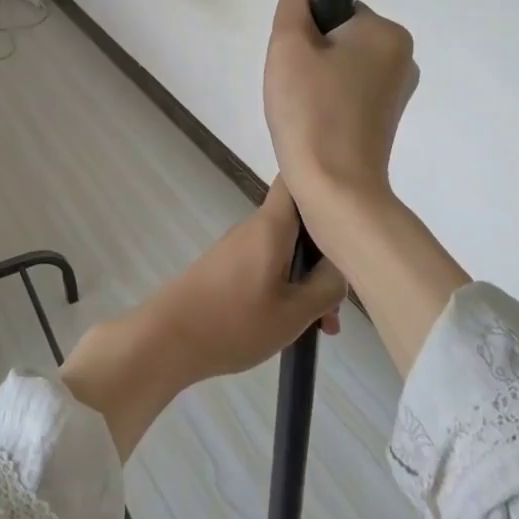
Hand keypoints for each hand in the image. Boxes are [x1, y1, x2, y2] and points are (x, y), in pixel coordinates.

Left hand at [60, 180, 346, 457]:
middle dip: (326, 255)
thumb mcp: (295, 311)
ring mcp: (240, 247)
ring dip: (309, 279)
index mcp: (272, 225)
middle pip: (301, 222)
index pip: (296, 180)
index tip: (350, 207)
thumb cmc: (235, 321)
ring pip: (288, 250)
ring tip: (322, 326)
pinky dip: (288, 288)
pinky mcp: (229, 268)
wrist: (168, 339)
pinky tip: (296, 324)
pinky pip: (270, 266)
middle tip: (340, 299)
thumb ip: (328, 285)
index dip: (324, 184)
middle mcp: (255, 227)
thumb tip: (343, 264)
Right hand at [263, 0, 417, 224]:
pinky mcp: (388, 118)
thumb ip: (294, 2)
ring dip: (316, 80)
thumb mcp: (288, 45)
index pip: (334, 10)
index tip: (293, 61)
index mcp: (386, 32)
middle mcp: (402, 56)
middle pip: (338, 37)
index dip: (304, 30)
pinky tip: (314, 123)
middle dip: (310, 55)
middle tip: (293, 87)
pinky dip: (328, 101)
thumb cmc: (310, 110)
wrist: (335, 187)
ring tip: (302, 109)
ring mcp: (398, 91)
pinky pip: (349, 92)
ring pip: (341, 66)